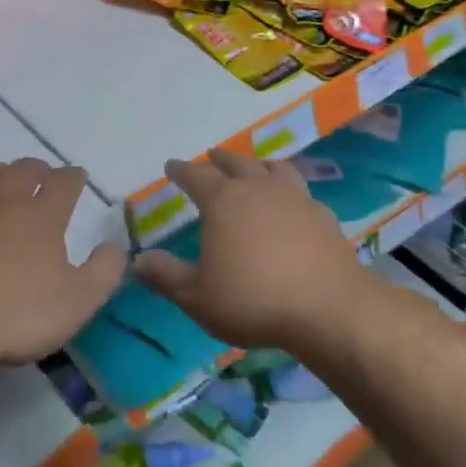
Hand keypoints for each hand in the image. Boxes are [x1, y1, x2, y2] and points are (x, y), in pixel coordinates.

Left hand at [0, 158, 127, 367]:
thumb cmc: (13, 313)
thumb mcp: (76, 303)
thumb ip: (104, 272)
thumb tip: (114, 246)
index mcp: (43, 213)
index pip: (64, 181)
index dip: (74, 177)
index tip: (78, 179)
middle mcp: (6, 198)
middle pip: (25, 167)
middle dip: (40, 169)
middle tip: (44, 180)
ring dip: (3, 173)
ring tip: (7, 185)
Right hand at [135, 149, 366, 351]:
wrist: (329, 309)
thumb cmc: (253, 300)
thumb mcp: (198, 296)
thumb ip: (166, 276)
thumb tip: (137, 261)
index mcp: (223, 201)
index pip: (196, 176)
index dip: (181, 170)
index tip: (172, 166)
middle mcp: (258, 189)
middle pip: (236, 163)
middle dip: (220, 159)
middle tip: (211, 157)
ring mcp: (295, 198)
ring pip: (274, 168)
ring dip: (258, 165)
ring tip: (254, 168)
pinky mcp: (322, 215)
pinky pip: (301, 191)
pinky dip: (289, 190)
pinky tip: (292, 203)